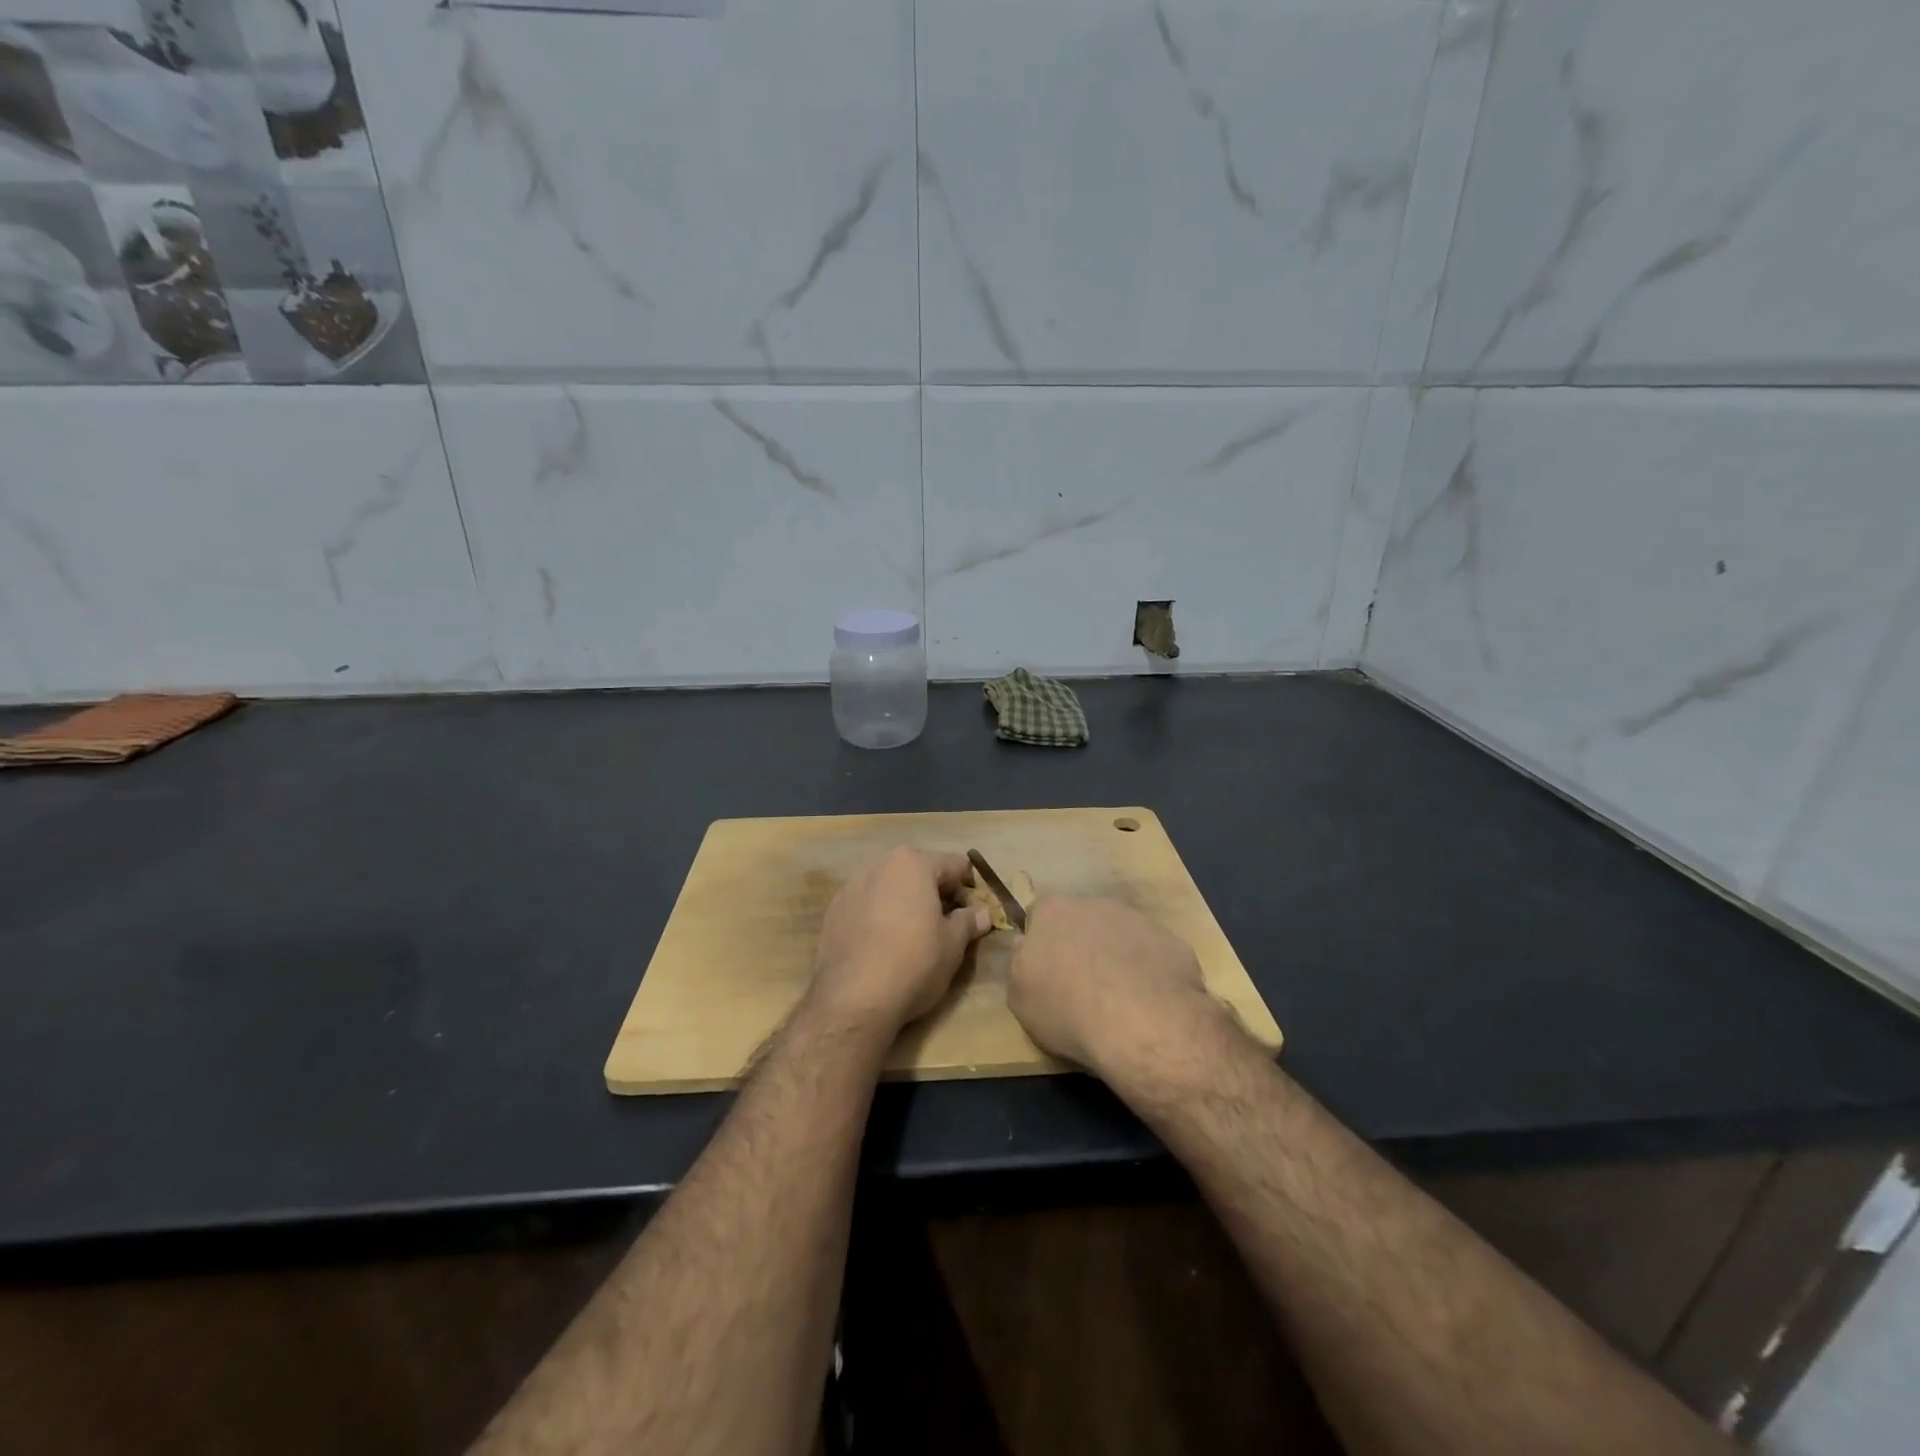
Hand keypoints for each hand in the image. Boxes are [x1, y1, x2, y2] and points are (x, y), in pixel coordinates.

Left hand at [810, 847, 991, 1032]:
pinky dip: (880, 915)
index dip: (970, 889)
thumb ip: (969, 921)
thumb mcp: (953, 945)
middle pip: (919, 871)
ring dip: (906, 902)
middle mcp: (880, 864)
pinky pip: (867, 904)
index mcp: (913, 863)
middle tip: (945, 925)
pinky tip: (883, 945)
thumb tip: (982, 913)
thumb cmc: (914, 963)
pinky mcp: (833, 910)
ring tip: (912, 936)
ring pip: (890, 886)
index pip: (955, 865)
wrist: (853, 999)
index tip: (973, 916)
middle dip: (935, 893)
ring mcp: (851, 886)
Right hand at [1008, 898, 1223, 1075]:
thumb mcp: (1019, 996)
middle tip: (1082, 987)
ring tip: (1120, 1000)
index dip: (1042, 942)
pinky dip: (1149, 973)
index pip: (1039, 915)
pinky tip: (1150, 1004)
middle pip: (1082, 921)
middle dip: (1081, 946)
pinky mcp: (1171, 941)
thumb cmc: (1067, 1009)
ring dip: (1117, 958)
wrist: (1141, 1022)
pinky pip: (1153, 955)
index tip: (1047, 970)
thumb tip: (1027, 947)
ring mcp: (1137, 920)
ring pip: (1120, 935)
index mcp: (1051, 912)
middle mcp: (1093, 904)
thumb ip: (1020, 963)